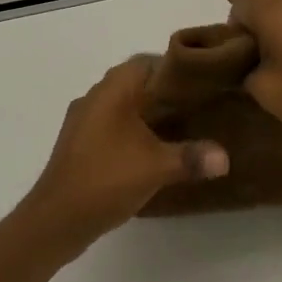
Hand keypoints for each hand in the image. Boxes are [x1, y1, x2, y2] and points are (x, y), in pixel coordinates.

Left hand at [23, 57, 228, 251]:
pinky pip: (110, 125)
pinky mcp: (78, 143)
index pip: (148, 61)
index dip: (175, 69)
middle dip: (163, 93)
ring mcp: (82, 120)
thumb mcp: (156, 167)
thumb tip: (225, 157)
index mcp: (113, 88)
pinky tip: (148, 151)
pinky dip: (130, 131)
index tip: (200, 84)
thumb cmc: (106, 178)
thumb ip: (192, 157)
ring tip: (178, 129)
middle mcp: (95, 96)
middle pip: (135, 82)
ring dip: (146, 113)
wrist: (55, 220)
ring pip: (121, 105)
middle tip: (195, 107)